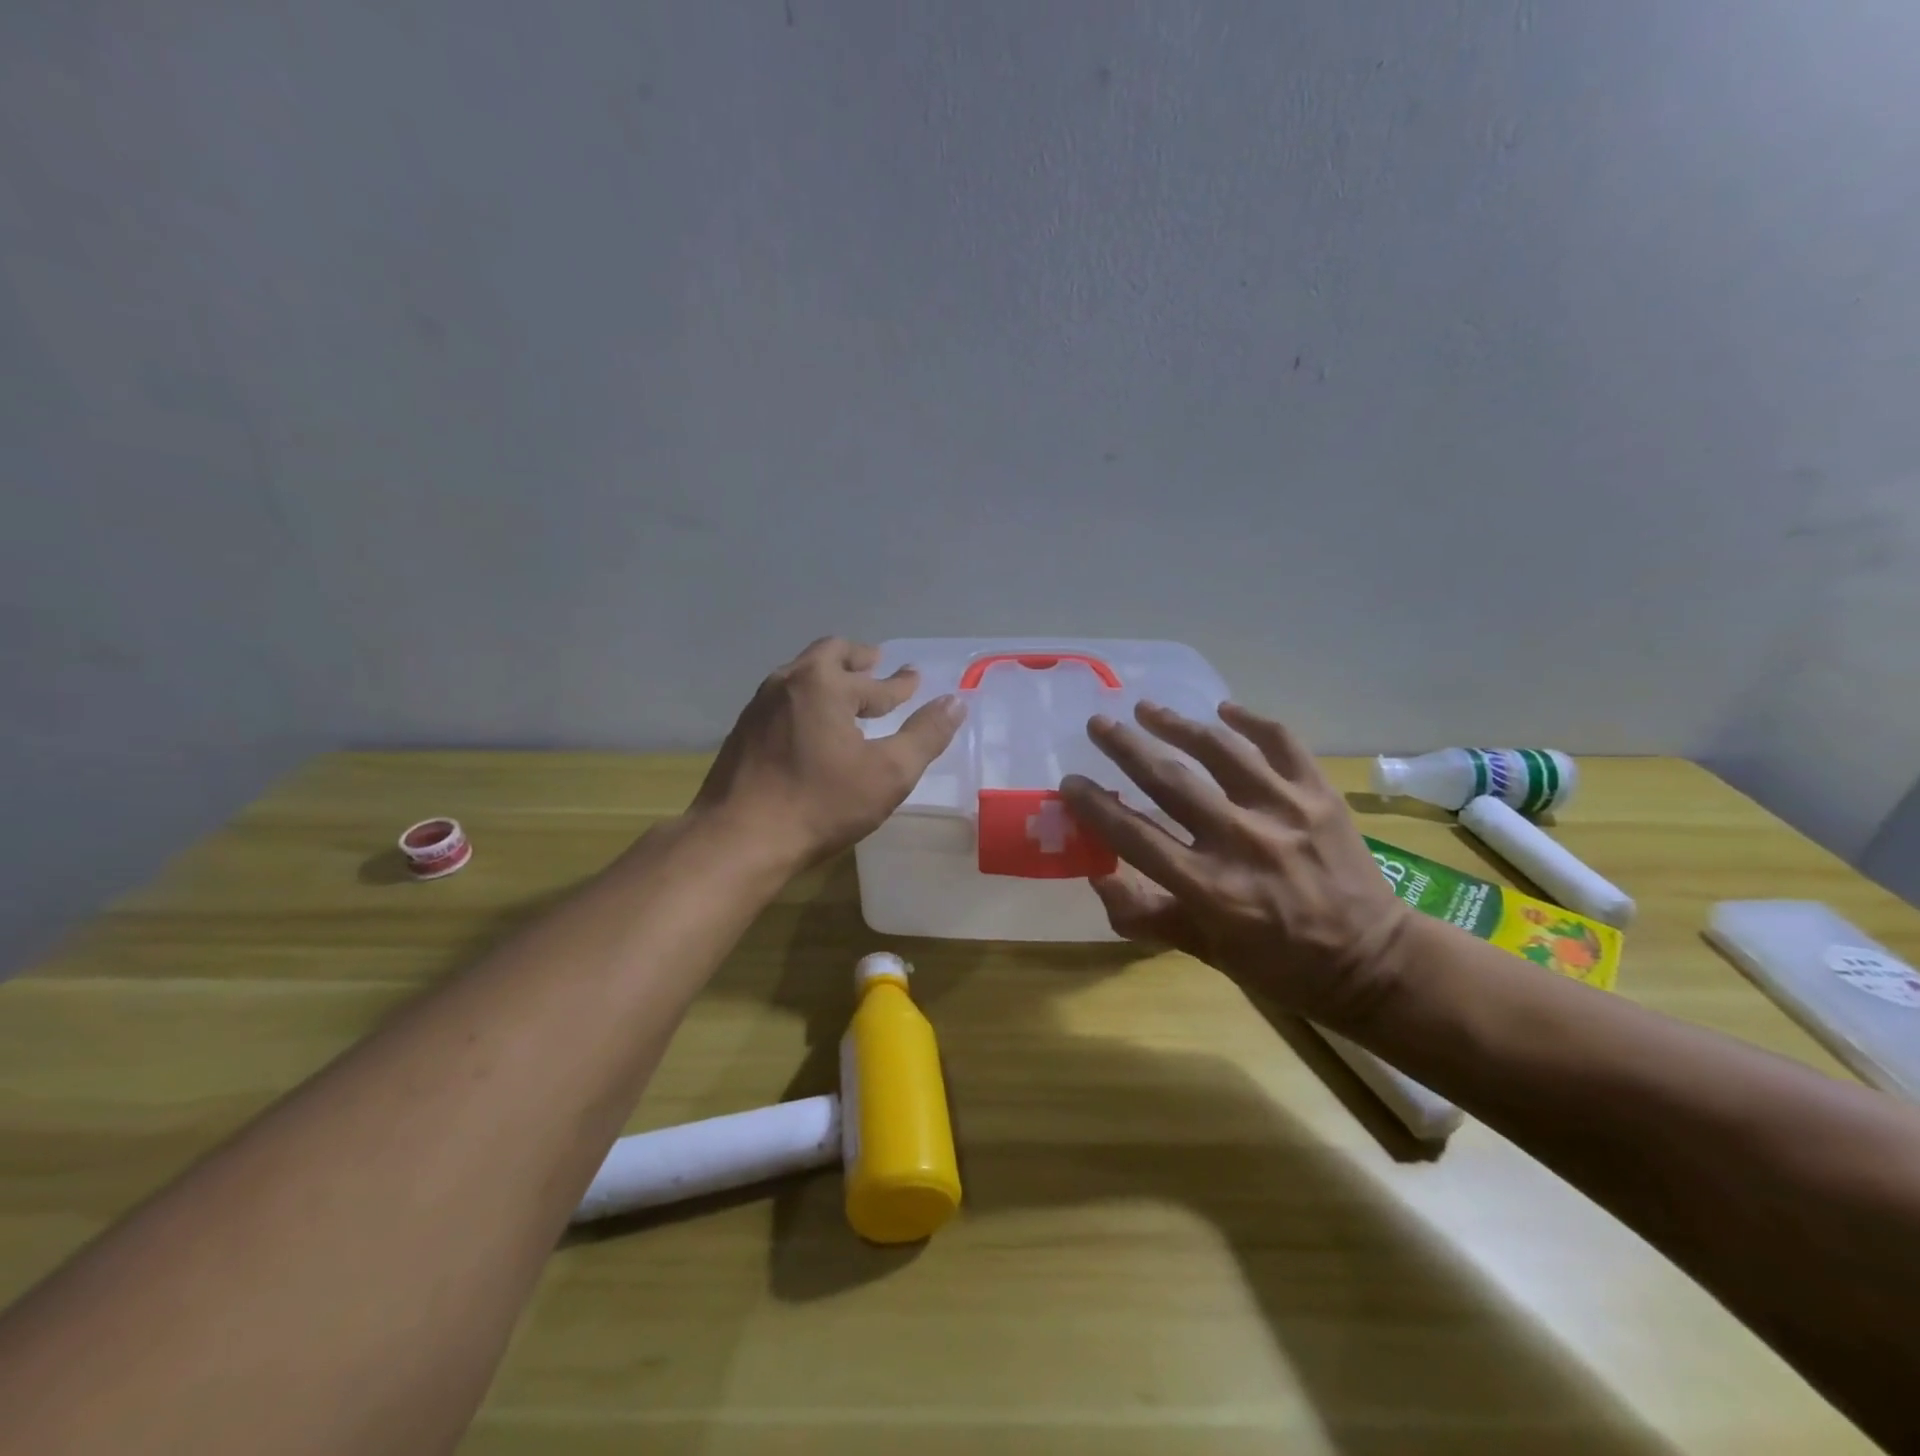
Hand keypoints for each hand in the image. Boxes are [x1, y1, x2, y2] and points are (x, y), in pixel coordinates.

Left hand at [692, 638, 965, 868]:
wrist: (739, 839)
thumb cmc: (821, 804)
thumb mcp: (888, 773)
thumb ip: (925, 735)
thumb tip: (955, 702)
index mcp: (824, 683)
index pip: (874, 679)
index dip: (900, 683)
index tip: (914, 678)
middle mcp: (788, 682)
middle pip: (829, 655)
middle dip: (859, 661)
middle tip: (877, 666)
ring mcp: (759, 705)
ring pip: (801, 675)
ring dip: (830, 678)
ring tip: (848, 693)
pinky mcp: (742, 731)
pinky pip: (784, 700)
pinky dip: (808, 700)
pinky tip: (813, 725)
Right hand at [1059, 701, 1410, 1026]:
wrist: (1373, 962)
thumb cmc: (1280, 964)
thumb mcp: (1205, 952)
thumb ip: (1148, 917)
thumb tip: (1097, 879)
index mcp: (1209, 888)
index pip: (1135, 836)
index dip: (1095, 806)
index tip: (1070, 782)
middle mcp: (1242, 842)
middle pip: (1171, 781)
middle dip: (1126, 747)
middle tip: (1099, 724)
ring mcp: (1285, 812)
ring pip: (1220, 751)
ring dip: (1177, 724)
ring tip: (1147, 708)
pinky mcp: (1319, 796)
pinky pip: (1281, 743)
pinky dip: (1251, 721)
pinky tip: (1224, 711)